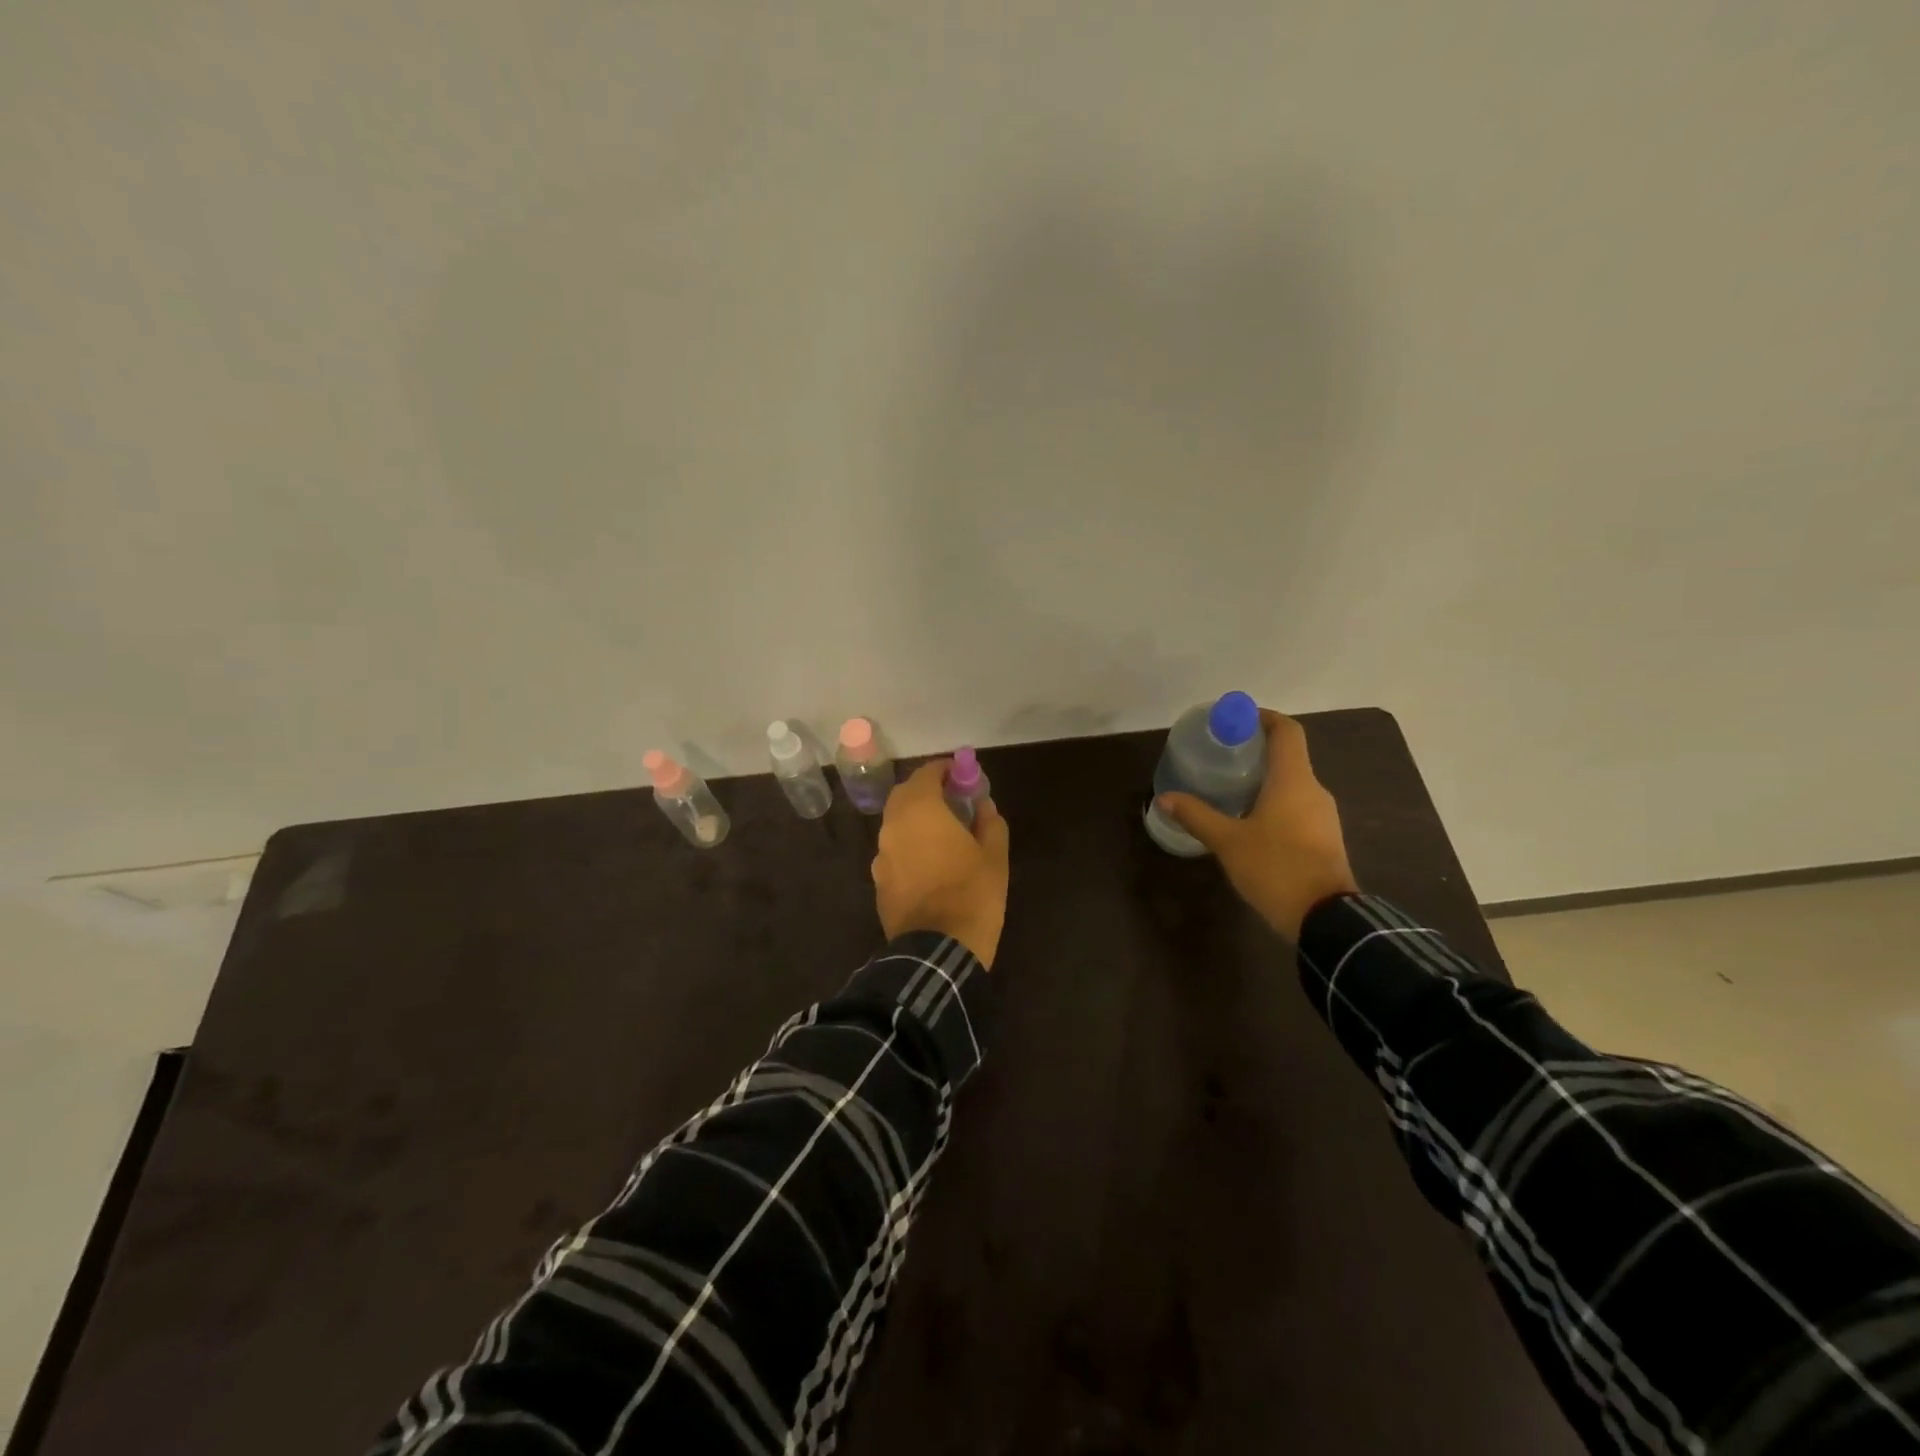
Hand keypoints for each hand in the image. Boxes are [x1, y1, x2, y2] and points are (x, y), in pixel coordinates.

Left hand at [872, 761, 1011, 967]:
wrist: (937, 951)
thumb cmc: (972, 895)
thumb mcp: (995, 857)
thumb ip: (990, 823)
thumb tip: (984, 806)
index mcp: (920, 810)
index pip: (926, 774)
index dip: (945, 770)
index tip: (962, 776)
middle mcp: (893, 826)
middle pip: (905, 795)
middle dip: (927, 792)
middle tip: (953, 801)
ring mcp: (881, 855)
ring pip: (897, 824)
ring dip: (916, 820)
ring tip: (944, 833)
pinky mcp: (879, 881)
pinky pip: (894, 851)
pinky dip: (909, 846)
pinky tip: (930, 863)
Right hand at [1155, 710, 1358, 941]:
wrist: (1326, 919)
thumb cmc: (1276, 867)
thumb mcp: (1228, 841)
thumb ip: (1197, 816)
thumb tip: (1164, 798)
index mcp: (1293, 780)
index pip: (1287, 731)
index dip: (1263, 718)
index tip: (1236, 720)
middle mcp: (1314, 790)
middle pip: (1288, 756)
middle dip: (1256, 751)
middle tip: (1222, 756)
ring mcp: (1324, 816)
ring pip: (1292, 784)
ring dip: (1264, 779)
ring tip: (1229, 788)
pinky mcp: (1324, 839)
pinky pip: (1297, 807)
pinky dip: (1274, 802)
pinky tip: (1250, 820)